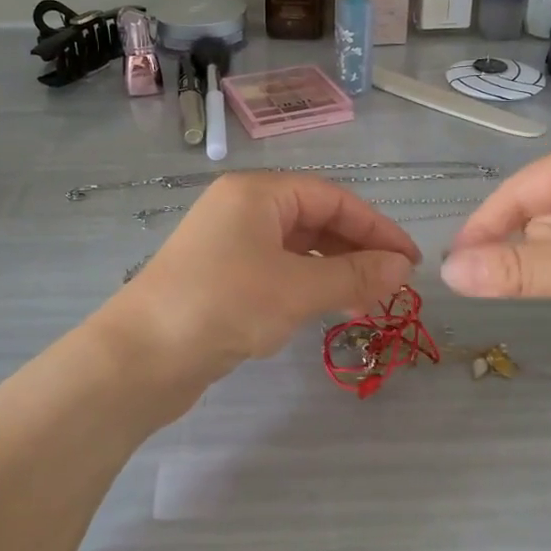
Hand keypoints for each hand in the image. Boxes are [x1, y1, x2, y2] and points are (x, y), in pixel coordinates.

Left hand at [102, 174, 421, 397]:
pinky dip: (305, 287)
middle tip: (392, 287)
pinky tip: (324, 310)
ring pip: (296, 249)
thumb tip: (402, 267)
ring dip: (333, 272)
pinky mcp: (220, 278)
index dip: (376, 227)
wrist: (140, 357)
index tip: (410, 261)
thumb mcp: (296, 289)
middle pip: (314, 220)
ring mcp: (228, 244)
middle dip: (356, 251)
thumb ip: (354, 275)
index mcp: (257, 193)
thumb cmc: (223, 305)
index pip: (332, 198)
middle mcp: (242, 210)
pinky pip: (276, 272)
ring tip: (365, 305)